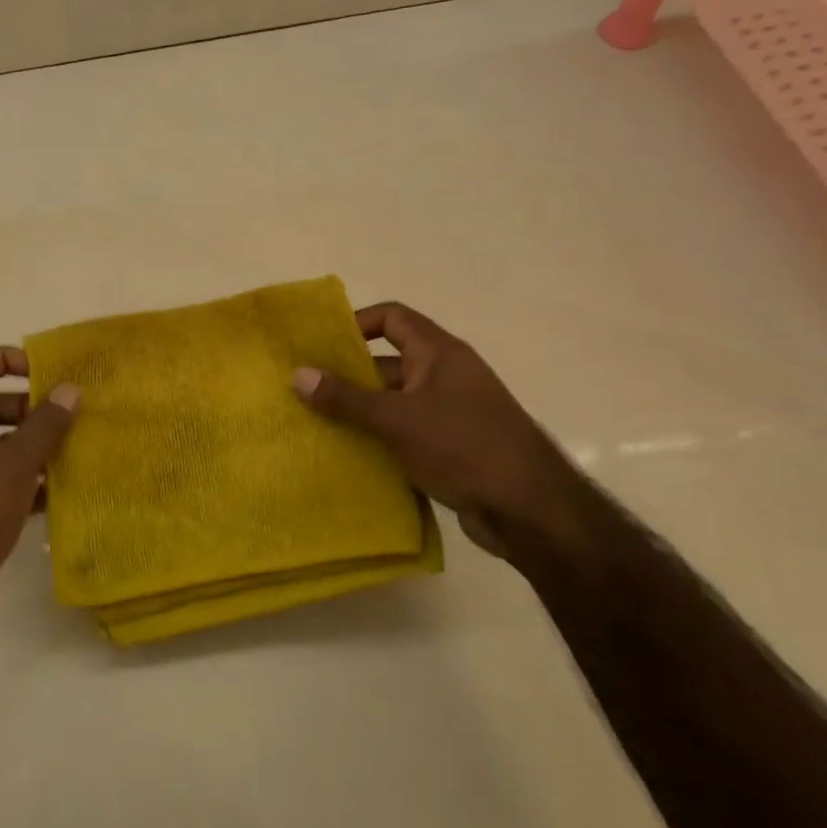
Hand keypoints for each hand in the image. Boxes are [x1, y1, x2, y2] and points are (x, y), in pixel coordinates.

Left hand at [0, 347, 79, 647]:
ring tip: (77, 448)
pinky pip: (8, 483)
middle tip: (69, 415)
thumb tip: (71, 390)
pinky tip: (66, 490)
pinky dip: (33, 482)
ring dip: (36, 446)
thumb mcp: (10, 466)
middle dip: (29, 408)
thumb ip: (43, 427)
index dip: (1, 359)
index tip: (41, 371)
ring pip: (3, 448)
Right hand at [293, 302, 585, 558]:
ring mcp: (448, 413)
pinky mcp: (449, 447)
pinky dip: (377, 439)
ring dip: (358, 411)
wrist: (529, 510)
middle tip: (303, 388)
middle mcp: (444, 376)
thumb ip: (346, 398)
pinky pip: (403, 432)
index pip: (392, 317)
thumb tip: (297, 374)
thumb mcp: (397, 419)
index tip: (319, 344)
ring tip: (313, 422)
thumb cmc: (463, 447)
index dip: (356, 323)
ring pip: (392, 401)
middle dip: (347, 374)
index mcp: (439, 354)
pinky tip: (345, 454)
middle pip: (387, 362)